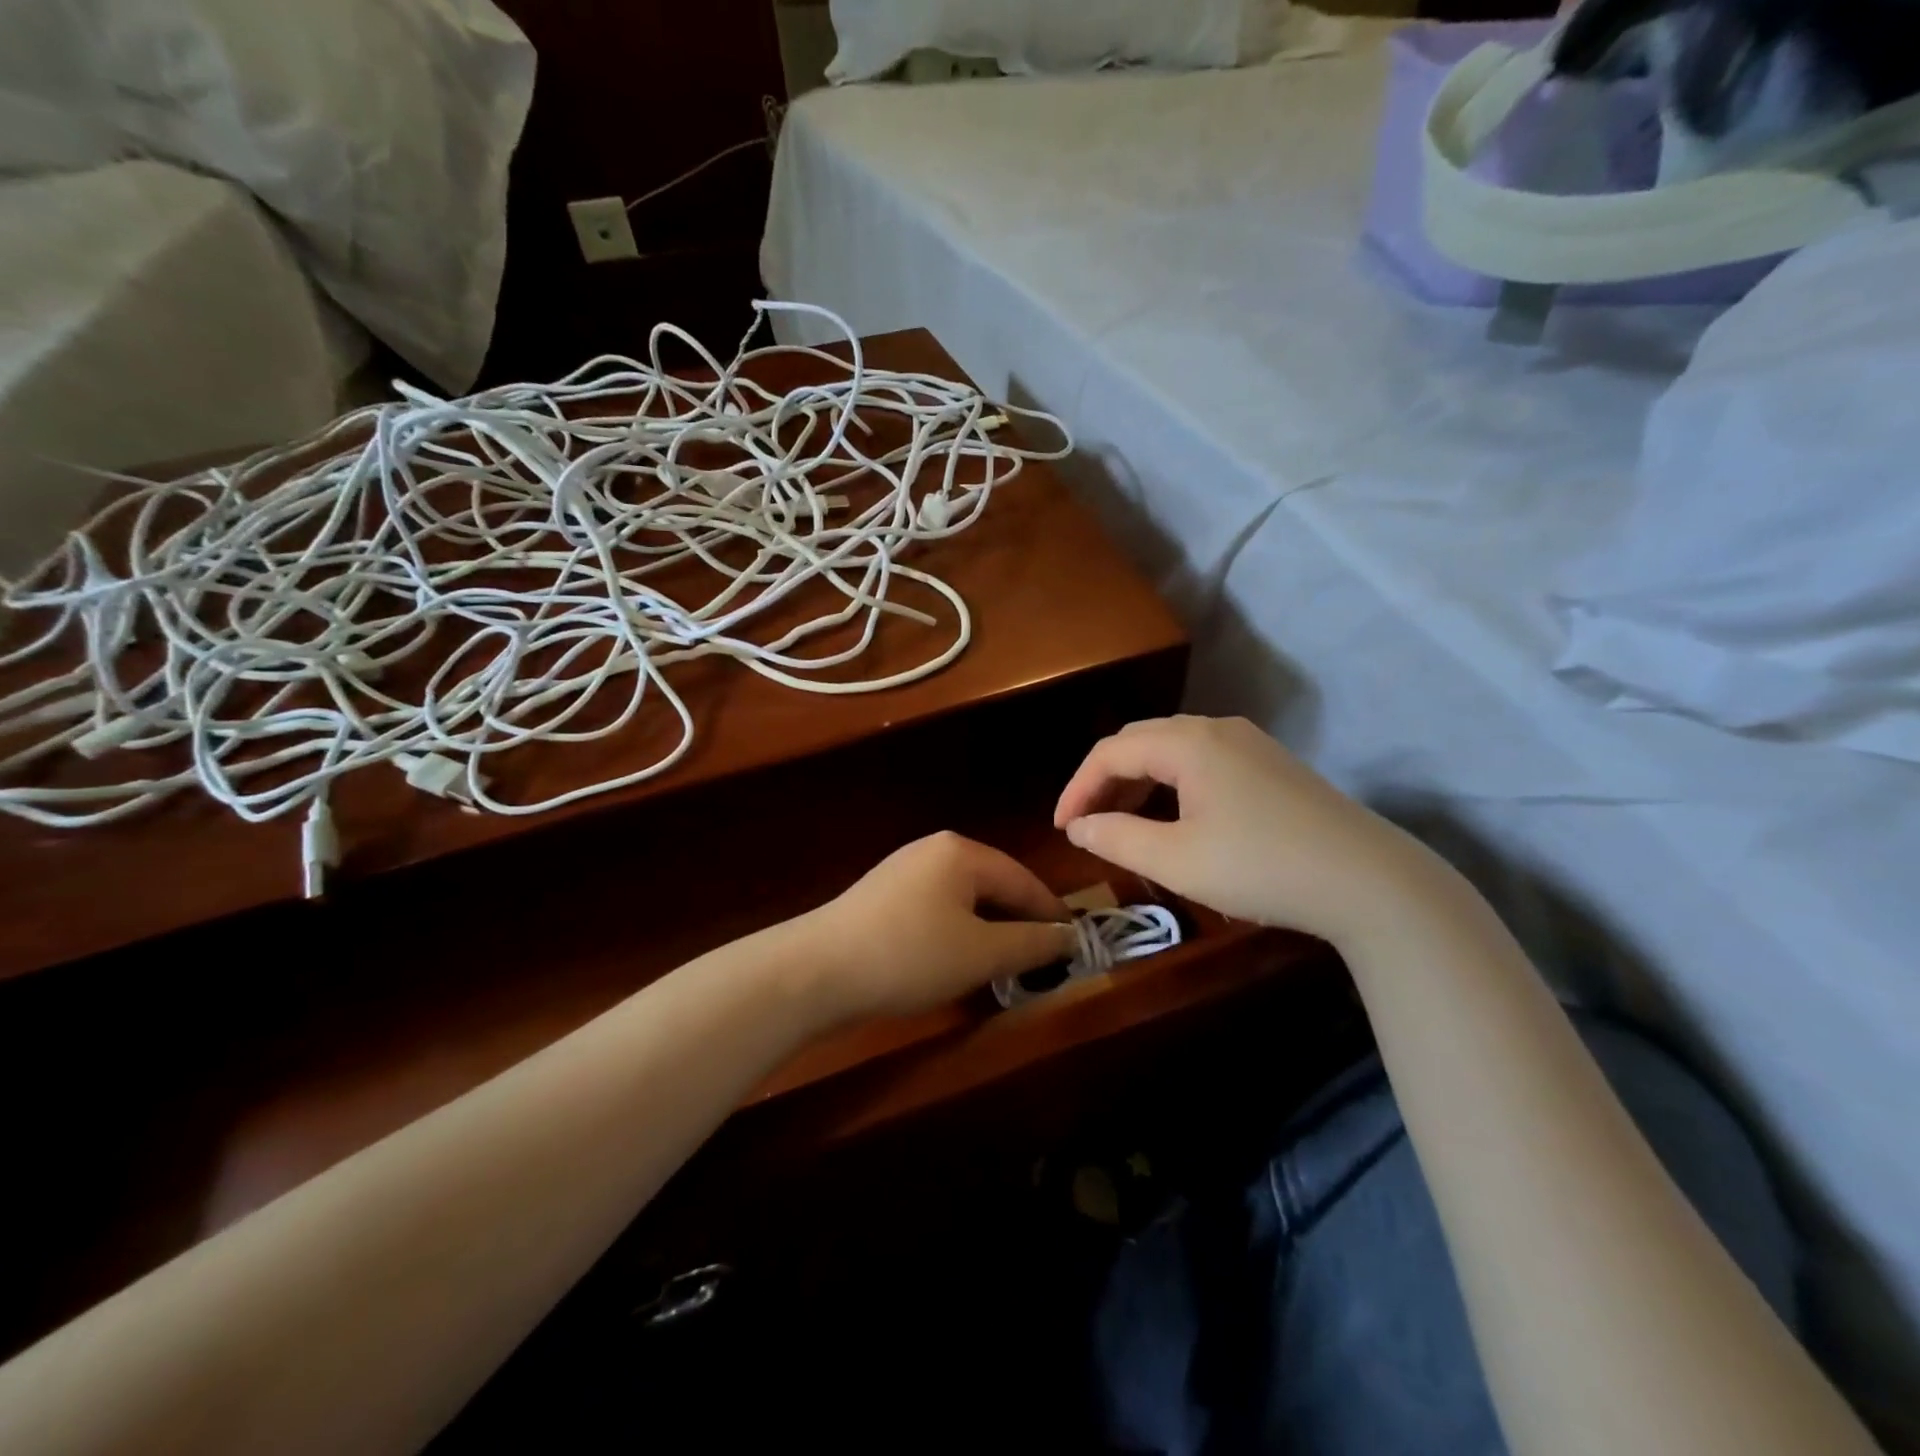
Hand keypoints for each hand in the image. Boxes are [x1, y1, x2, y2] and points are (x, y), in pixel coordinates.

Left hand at [798, 832, 1077, 1022]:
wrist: (815, 971)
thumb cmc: (909, 956)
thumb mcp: (980, 954)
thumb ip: (1032, 943)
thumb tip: (1071, 937)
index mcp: (962, 852)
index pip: (1024, 879)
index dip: (1052, 915)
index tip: (1075, 948)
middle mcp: (934, 850)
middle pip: (994, 885)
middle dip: (1019, 923)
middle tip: (1043, 962)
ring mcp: (904, 870)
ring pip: (965, 899)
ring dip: (989, 930)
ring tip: (1006, 965)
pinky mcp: (883, 895)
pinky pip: (937, 908)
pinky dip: (958, 932)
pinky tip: (957, 960)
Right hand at [1054, 716, 1441, 945]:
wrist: (1371, 882)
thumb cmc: (1261, 867)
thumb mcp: (1176, 860)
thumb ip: (1116, 839)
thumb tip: (1079, 827)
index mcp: (1188, 742)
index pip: (1110, 752)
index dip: (1077, 788)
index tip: (1061, 830)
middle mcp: (1217, 729)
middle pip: (1140, 742)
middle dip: (1105, 781)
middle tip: (1087, 825)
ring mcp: (1250, 743)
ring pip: (1173, 750)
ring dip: (1139, 782)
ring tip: (1123, 824)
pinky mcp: (1272, 765)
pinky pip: (1203, 762)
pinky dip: (1172, 785)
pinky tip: (1175, 819)